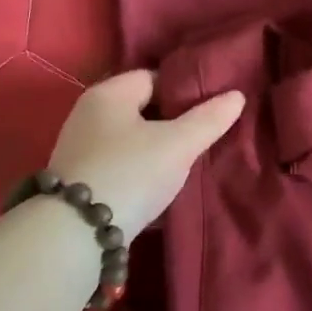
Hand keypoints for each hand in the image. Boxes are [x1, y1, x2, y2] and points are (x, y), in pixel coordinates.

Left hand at [47, 71, 245, 233]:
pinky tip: (160, 188)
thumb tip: (236, 95)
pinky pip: (120, 166)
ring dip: (157, 150)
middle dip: (173, 122)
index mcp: (109, 93)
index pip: (154, 77)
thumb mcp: (177, 145)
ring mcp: (80, 149)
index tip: (212, 107)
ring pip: (131, 140)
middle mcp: (88, 114)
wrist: (75, 233)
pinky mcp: (80, 181)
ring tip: (187, 164)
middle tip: (205, 137)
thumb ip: (208, 119)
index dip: (185, 89)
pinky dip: (140, 172)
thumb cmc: (130, 173)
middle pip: (142, 109)